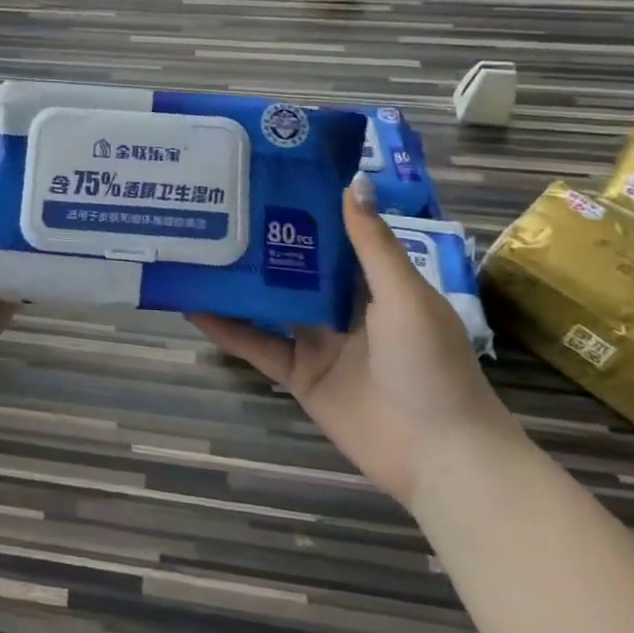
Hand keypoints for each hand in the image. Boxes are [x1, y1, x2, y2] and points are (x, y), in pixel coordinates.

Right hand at [188, 173, 516, 508]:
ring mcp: (317, 341)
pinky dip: (226, 329)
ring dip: (238, 282)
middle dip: (262, 240)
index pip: (334, 235)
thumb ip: (372, 244)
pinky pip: (256, 346)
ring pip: (269, 303)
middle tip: (218, 205)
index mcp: (375, 282)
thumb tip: (351, 181)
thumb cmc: (430, 364)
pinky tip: (192, 307)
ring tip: (197, 248)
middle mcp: (342, 306)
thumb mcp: (404, 295)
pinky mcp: (298, 375)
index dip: (304, 207)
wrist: (441, 457)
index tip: (266, 176)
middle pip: (295, 266)